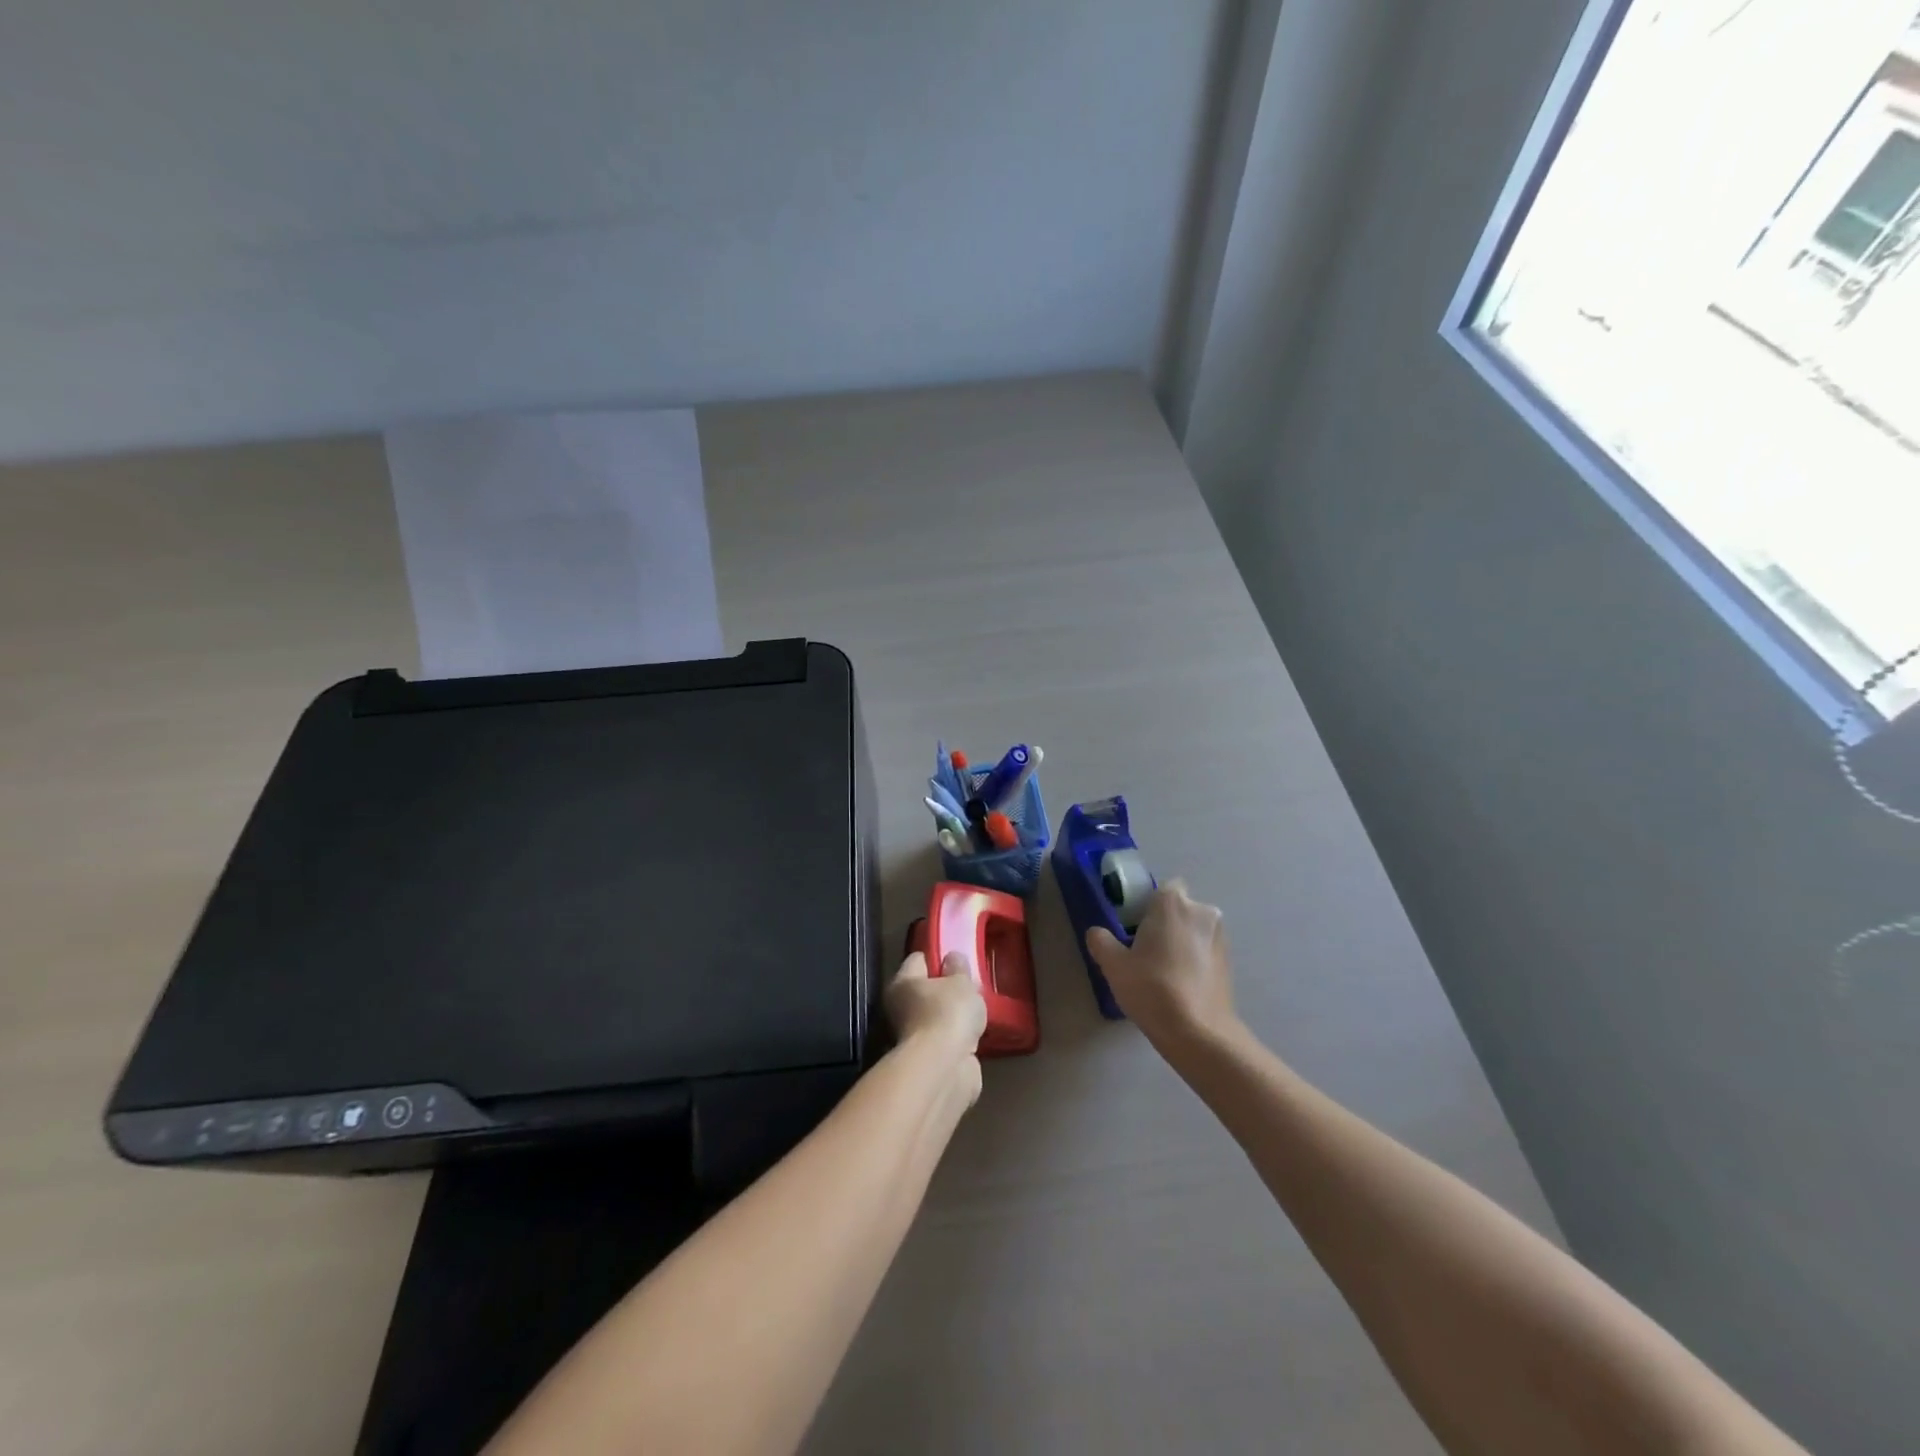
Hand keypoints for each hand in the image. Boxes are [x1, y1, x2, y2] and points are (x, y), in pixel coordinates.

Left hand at [883, 951, 987, 1104]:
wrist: (944, 1070)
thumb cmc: (948, 1014)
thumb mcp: (961, 982)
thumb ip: (959, 968)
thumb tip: (952, 959)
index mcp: (902, 983)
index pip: (918, 959)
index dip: (938, 956)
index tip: (958, 958)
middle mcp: (901, 1008)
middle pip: (927, 989)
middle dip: (949, 988)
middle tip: (972, 985)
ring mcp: (914, 1036)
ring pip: (938, 1017)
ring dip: (955, 1016)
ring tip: (978, 1010)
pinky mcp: (930, 1059)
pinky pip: (947, 1039)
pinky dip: (959, 1038)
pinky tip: (976, 1035)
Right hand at [1086, 881, 1237, 1048]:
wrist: (1198, 1032)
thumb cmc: (1152, 988)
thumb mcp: (1113, 965)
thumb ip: (1101, 941)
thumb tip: (1098, 933)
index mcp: (1174, 903)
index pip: (1164, 888)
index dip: (1149, 904)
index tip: (1135, 925)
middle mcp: (1203, 912)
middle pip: (1180, 909)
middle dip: (1166, 923)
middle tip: (1145, 950)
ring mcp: (1221, 937)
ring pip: (1194, 930)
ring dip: (1182, 941)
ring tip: (1163, 971)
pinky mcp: (1230, 963)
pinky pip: (1205, 950)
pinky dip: (1195, 960)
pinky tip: (1181, 985)